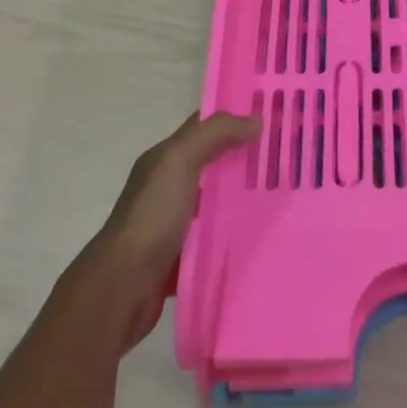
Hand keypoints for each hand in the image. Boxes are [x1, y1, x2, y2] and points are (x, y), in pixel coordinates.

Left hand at [87, 111, 259, 350]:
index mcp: (164, 159)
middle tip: (285, 160)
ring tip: (281, 197)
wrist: (121, 290)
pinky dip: (232, 237)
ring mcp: (173, 225)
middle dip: (244, 160)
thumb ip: (215, 134)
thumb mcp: (179, 160)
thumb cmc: (151, 216)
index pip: (203, 128)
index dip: (234, 119)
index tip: (270, 118)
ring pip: (215, 203)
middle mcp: (167, 187)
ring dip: (241, 200)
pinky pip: (213, 240)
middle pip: (212, 165)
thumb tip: (255, 119)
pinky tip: (259, 237)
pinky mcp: (180, 258)